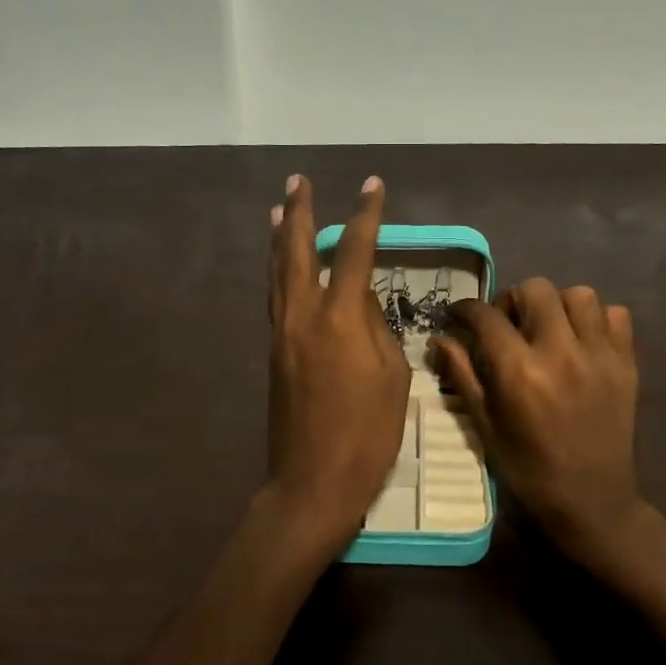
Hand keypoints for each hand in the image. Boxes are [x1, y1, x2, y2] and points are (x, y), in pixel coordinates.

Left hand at [264, 174, 410, 563]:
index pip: (353, 253)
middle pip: (296, 251)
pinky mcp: (273, 354)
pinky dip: (277, 273)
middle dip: (299, 213)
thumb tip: (360, 299)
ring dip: (278, 238)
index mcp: (339, 319)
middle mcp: (302, 316)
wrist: (312, 483)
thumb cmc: (367, 435)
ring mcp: (281, 335)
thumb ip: (377, 329)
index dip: (366, 216)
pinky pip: (275, 300)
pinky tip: (280, 267)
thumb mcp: (393, 378)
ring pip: (277, 274)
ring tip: (277, 210)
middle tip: (298, 182)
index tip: (372, 186)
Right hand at [432, 280, 655, 585]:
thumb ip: (462, 375)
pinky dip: (597, 319)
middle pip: (535, 289)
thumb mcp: (484, 425)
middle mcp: (561, 352)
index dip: (466, 308)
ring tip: (548, 329)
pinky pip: (616, 315)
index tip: (459, 315)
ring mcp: (599, 355)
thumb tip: (439, 338)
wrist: (591, 500)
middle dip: (512, 300)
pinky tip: (582, 340)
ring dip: (556, 305)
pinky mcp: (626, 363)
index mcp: (519, 372)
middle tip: (507, 324)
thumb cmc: (527, 467)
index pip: (487, 316)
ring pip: (579, 295)